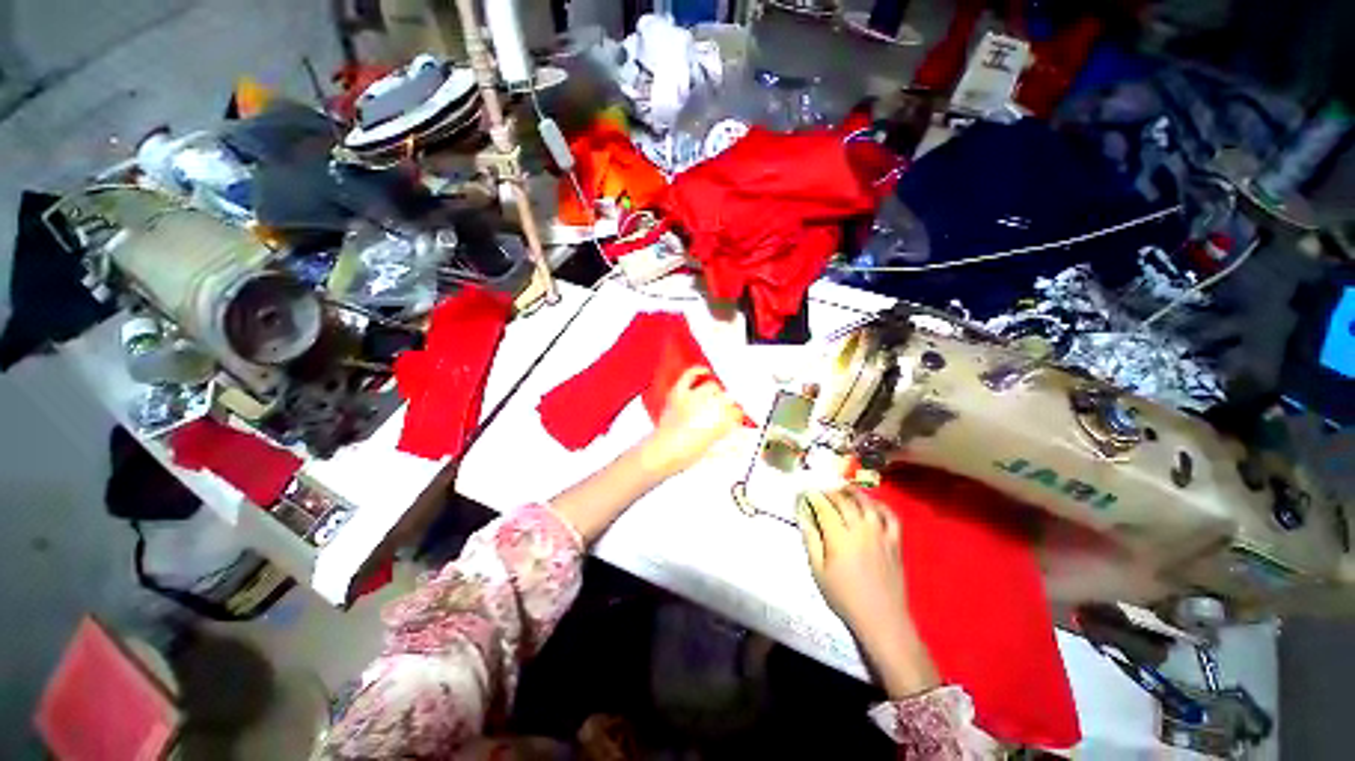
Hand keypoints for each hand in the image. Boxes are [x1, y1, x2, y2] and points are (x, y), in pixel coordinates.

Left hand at [641, 366, 743, 476]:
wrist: (661, 452)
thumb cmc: (685, 454)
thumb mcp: (712, 450)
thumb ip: (726, 438)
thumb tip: (736, 432)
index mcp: (720, 422)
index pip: (736, 412)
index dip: (736, 417)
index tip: (735, 420)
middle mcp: (709, 406)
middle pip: (726, 398)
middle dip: (727, 405)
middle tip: (724, 412)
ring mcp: (692, 397)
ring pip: (712, 387)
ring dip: (715, 393)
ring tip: (714, 399)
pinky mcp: (679, 393)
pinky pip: (690, 375)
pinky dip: (697, 371)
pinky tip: (705, 371)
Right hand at [797, 487, 938, 697]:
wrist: (881, 619)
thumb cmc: (844, 597)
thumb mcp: (818, 571)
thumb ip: (811, 540)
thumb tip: (803, 517)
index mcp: (839, 536)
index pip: (824, 507)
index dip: (813, 497)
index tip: (806, 493)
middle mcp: (860, 529)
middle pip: (844, 501)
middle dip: (830, 492)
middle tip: (822, 492)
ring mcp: (880, 534)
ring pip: (867, 503)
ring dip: (854, 493)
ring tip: (844, 489)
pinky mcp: (895, 542)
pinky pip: (890, 516)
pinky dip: (881, 506)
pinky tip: (873, 504)